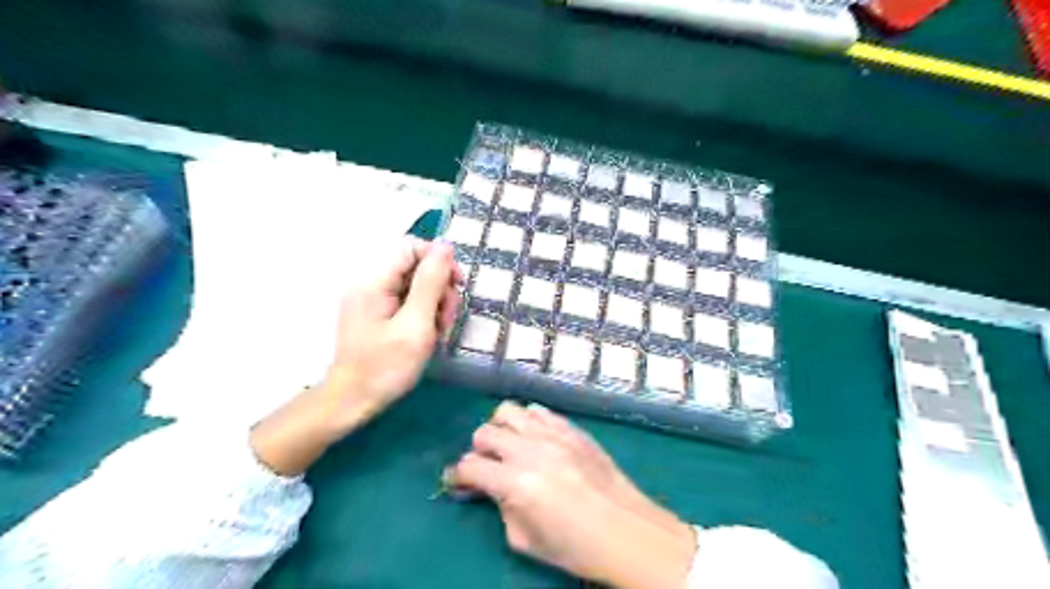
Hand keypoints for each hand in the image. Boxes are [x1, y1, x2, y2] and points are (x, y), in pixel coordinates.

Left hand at [250, 237, 459, 475]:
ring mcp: (370, 299)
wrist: (352, 401)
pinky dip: (422, 313)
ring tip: (439, 330)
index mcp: (374, 281)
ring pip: (413, 285)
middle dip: (439, 287)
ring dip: (434, 303)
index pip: (412, 247)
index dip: (439, 260)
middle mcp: (369, 283)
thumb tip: (444, 245)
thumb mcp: (416, 324)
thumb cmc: (386, 366)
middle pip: (414, 266)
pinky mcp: (374, 314)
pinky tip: (428, 333)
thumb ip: (430, 282)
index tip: (457, 286)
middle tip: (448, 318)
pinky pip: (405, 301)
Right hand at [446, 402, 693, 585]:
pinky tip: (534, 437)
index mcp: (516, 483)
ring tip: (509, 445)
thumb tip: (495, 489)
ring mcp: (553, 434)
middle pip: (485, 433)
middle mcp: (531, 450)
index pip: (470, 466)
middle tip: (487, 466)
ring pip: (509, 411)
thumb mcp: (526, 540)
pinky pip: (539, 410)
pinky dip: (528, 420)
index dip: (458, 475)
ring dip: (501, 428)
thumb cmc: (576, 547)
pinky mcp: (571, 428)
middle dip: (478, 450)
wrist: (627, 531)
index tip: (458, 481)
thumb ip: (502, 508)